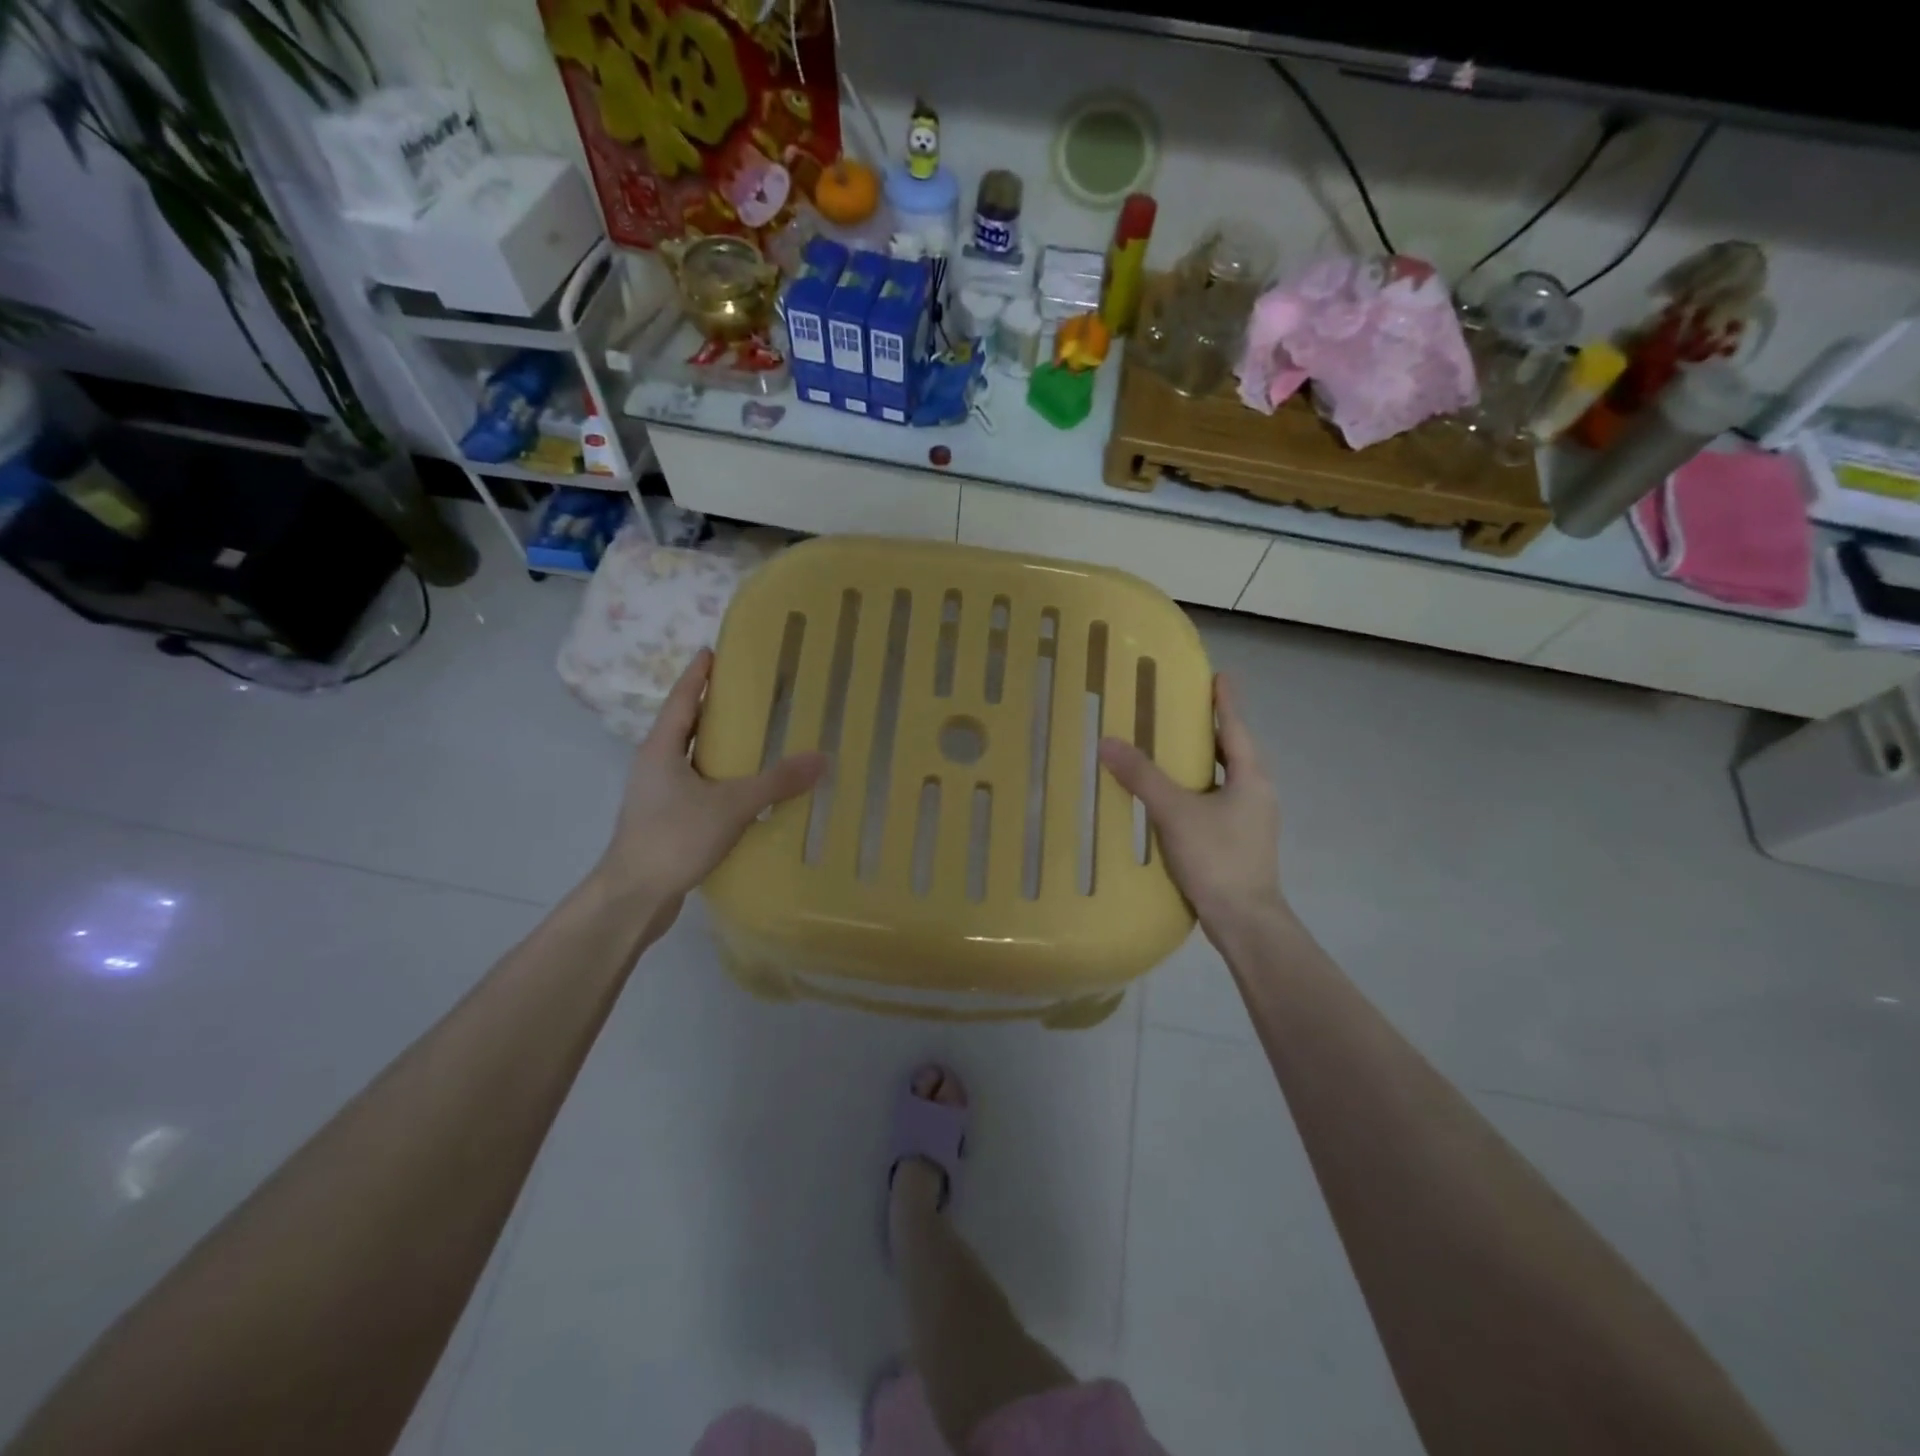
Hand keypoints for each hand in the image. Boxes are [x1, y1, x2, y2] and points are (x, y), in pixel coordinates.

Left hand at [596, 649, 825, 916]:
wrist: (634, 897)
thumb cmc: (674, 838)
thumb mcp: (731, 806)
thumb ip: (776, 782)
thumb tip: (821, 758)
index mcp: (661, 749)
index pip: (682, 699)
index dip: (698, 675)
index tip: (713, 651)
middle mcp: (654, 765)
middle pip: (684, 726)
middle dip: (711, 708)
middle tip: (746, 693)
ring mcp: (656, 795)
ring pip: (690, 759)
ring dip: (715, 746)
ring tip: (752, 738)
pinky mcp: (665, 821)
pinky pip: (695, 787)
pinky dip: (718, 779)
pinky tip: (743, 790)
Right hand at [1097, 673, 1283, 929]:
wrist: (1245, 921)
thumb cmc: (1218, 858)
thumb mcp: (1175, 812)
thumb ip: (1142, 777)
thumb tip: (1107, 742)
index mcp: (1252, 777)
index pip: (1236, 727)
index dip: (1225, 701)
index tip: (1220, 675)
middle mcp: (1258, 793)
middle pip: (1234, 751)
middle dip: (1212, 730)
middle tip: (1184, 711)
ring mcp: (1252, 820)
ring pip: (1226, 779)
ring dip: (1205, 762)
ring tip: (1174, 751)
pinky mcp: (1240, 842)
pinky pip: (1218, 802)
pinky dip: (1199, 790)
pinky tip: (1174, 800)